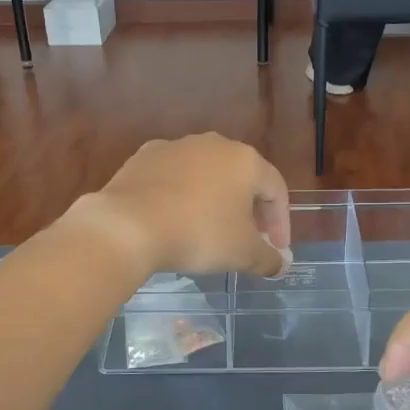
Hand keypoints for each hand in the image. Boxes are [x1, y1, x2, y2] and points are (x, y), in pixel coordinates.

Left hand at [71, 135, 289, 280]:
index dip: (281, 222)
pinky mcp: (145, 155)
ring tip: (210, 229)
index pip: (276, 189)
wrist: (128, 224)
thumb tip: (281, 265)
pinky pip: (174, 176)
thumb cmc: (198, 234)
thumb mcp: (242, 253)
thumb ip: (269, 259)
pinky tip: (175, 218)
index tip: (276, 250)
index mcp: (245, 160)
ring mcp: (177, 146)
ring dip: (215, 199)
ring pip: (207, 174)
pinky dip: (182, 194)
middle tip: (248, 238)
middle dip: (250, 209)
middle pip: (242, 177)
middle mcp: (214, 144)